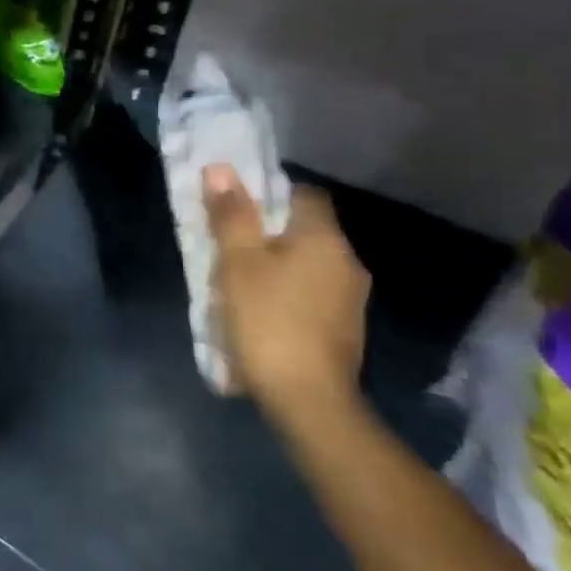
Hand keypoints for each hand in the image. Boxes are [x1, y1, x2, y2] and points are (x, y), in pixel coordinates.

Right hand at [204, 163, 369, 422]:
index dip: (270, 192)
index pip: (304, 194)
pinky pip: (311, 295)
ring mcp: (350, 300)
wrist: (308, 400)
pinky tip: (260, 312)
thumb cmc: (268, 320)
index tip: (237, 205)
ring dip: (276, 266)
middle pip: (304, 231)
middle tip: (227, 243)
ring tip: (236, 280)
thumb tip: (221, 169)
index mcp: (324, 239)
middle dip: (267, 232)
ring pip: (307, 265)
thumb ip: (231, 215)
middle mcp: (347, 263)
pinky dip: (287, 294)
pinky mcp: (344, 331)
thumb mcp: (237, 263)